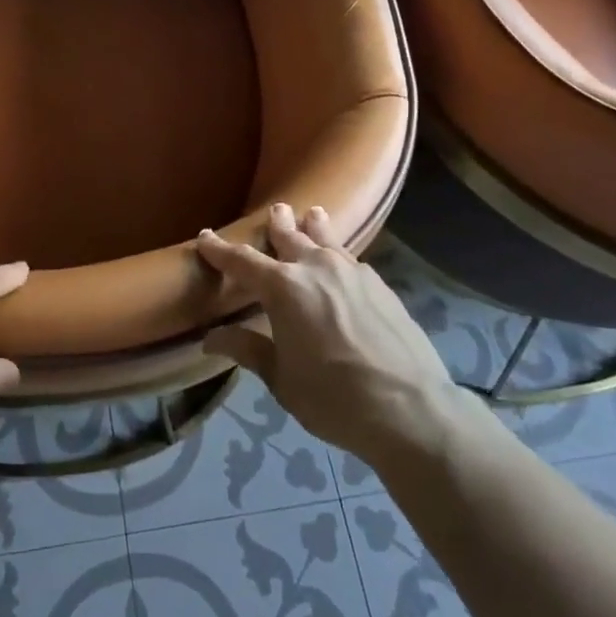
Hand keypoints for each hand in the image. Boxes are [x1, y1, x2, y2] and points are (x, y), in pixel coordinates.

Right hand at [199, 204, 467, 471]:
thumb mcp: (282, 379)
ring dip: (313, 226)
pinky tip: (342, 260)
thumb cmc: (334, 397)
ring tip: (311, 214)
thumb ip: (248, 350)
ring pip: (325, 238)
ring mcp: (351, 271)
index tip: (205, 236)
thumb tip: (211, 337)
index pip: (242, 261)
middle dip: (276, 224)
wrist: (410, 407)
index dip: (220, 249)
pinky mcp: (379, 284)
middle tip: (274, 210)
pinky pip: (350, 258)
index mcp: (283, 288)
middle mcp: (315, 267)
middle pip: (289, 236)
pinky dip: (338, 252)